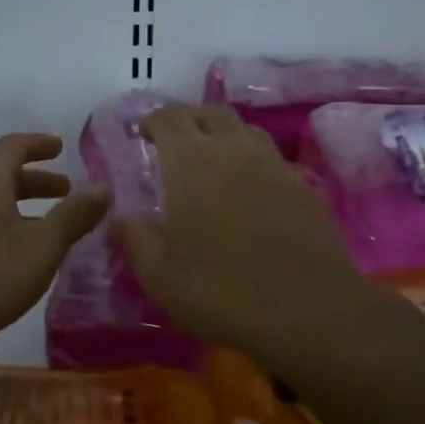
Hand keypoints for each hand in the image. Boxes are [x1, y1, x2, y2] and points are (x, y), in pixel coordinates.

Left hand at [0, 133, 107, 352]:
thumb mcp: (41, 247)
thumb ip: (74, 216)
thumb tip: (103, 186)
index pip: (13, 146)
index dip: (39, 143)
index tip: (62, 147)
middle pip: (2, 173)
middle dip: (36, 178)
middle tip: (66, 189)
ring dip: (23, 205)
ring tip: (52, 225)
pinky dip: (9, 226)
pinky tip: (24, 257)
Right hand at [115, 105, 365, 361]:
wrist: (307, 310)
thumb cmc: (221, 290)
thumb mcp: (159, 276)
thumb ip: (134, 240)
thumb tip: (117, 218)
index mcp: (192, 162)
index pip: (169, 118)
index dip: (152, 120)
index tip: (142, 135)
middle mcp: (234, 150)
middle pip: (211, 113)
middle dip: (189, 120)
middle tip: (175, 145)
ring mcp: (274, 165)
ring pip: (246, 130)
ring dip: (224, 136)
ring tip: (213, 163)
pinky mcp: (303, 187)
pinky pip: (271, 159)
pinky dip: (253, 163)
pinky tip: (249, 192)